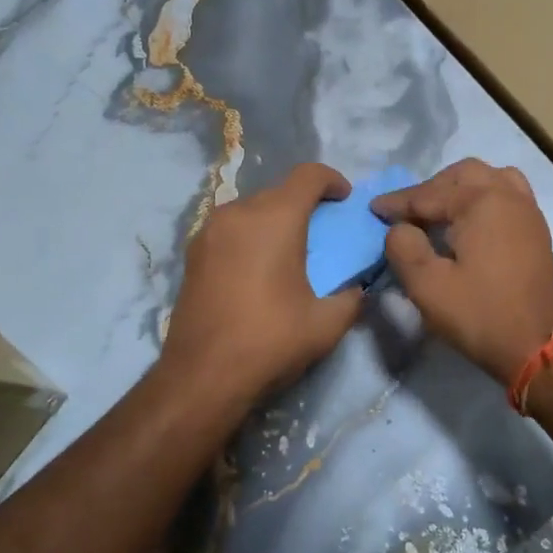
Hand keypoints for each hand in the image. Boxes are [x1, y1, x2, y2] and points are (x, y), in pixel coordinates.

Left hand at [159, 163, 365, 410]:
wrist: (202, 376)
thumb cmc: (270, 341)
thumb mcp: (326, 324)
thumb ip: (351, 298)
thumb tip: (358, 290)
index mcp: (275, 218)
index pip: (308, 175)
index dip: (332, 180)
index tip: (345, 199)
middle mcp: (238, 213)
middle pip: (278, 191)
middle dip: (304, 203)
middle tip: (322, 231)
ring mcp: (210, 231)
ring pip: (251, 209)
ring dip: (274, 219)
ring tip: (288, 250)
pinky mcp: (193, 253)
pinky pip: (230, 229)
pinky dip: (249, 236)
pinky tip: (257, 268)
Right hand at [372, 159, 552, 384]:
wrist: (537, 347)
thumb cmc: (480, 315)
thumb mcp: (427, 286)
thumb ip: (403, 247)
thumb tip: (399, 228)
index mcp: (481, 202)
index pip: (428, 194)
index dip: (397, 203)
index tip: (373, 210)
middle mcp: (508, 195)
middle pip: (462, 175)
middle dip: (430, 189)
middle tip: (407, 213)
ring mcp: (527, 211)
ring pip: (489, 178)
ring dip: (460, 188)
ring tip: (440, 212)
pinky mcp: (536, 230)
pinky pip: (507, 194)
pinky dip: (484, 197)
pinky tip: (469, 223)